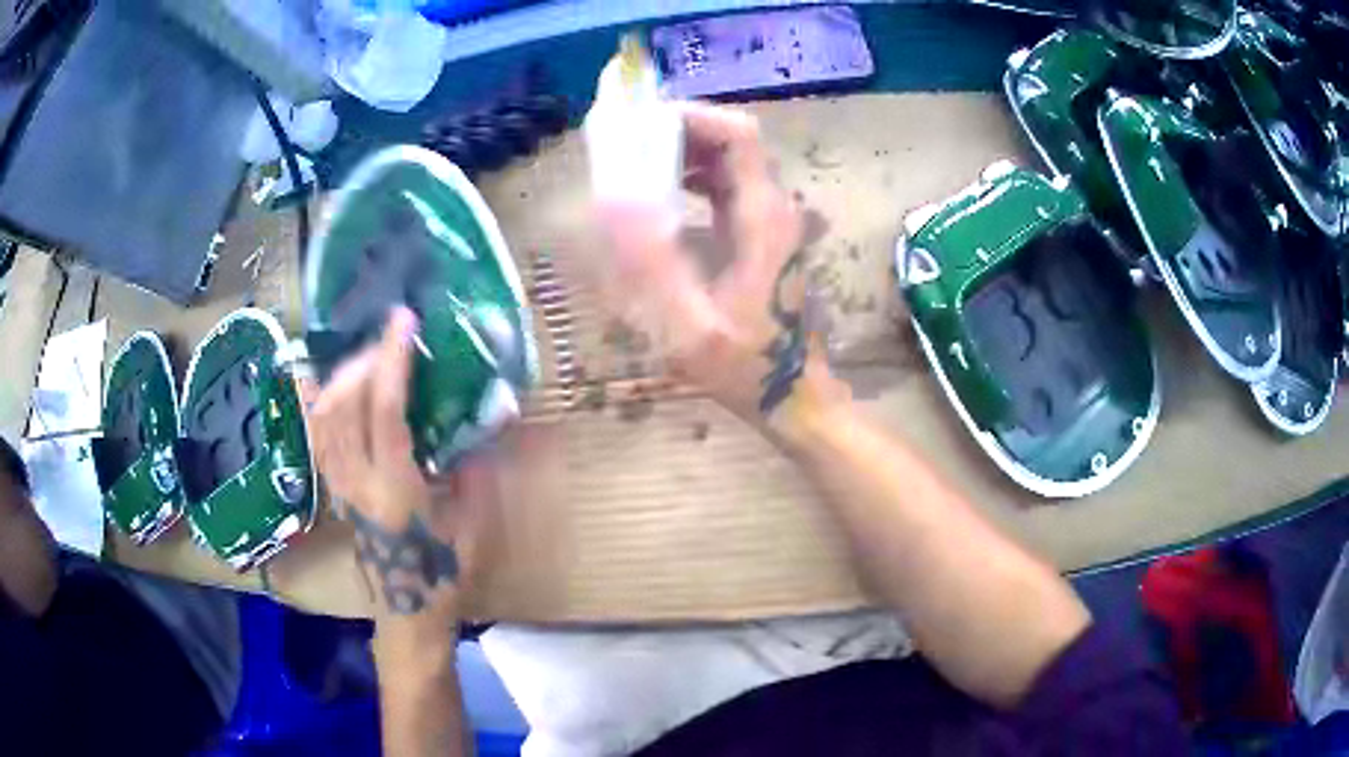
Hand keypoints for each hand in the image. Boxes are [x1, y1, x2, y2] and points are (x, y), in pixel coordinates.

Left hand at [308, 307, 498, 620]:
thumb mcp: (473, 524)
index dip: (392, 361)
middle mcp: (358, 482)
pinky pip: (318, 436)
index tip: (404, 320)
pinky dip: (320, 401)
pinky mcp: (335, 488)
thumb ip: (476, 467)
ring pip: (324, 417)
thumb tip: (494, 414)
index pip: (386, 411)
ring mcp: (340, 485)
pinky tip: (329, 382)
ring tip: (370, 357)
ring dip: (343, 376)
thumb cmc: (445, 573)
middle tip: (393, 339)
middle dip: (366, 360)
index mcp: (396, 489)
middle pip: (344, 405)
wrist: (408, 610)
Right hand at [597, 102, 845, 432]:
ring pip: (729, 161)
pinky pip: (726, 187)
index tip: (638, 127)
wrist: (795, 395)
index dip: (690, 118)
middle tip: (624, 146)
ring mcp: (771, 221)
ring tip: (633, 167)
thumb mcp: (688, 328)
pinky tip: (660, 200)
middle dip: (676, 133)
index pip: (738, 135)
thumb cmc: (746, 368)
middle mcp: (773, 207)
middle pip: (731, 141)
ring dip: (682, 154)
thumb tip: (609, 199)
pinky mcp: (762, 236)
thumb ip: (648, 266)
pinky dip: (691, 179)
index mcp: (762, 218)